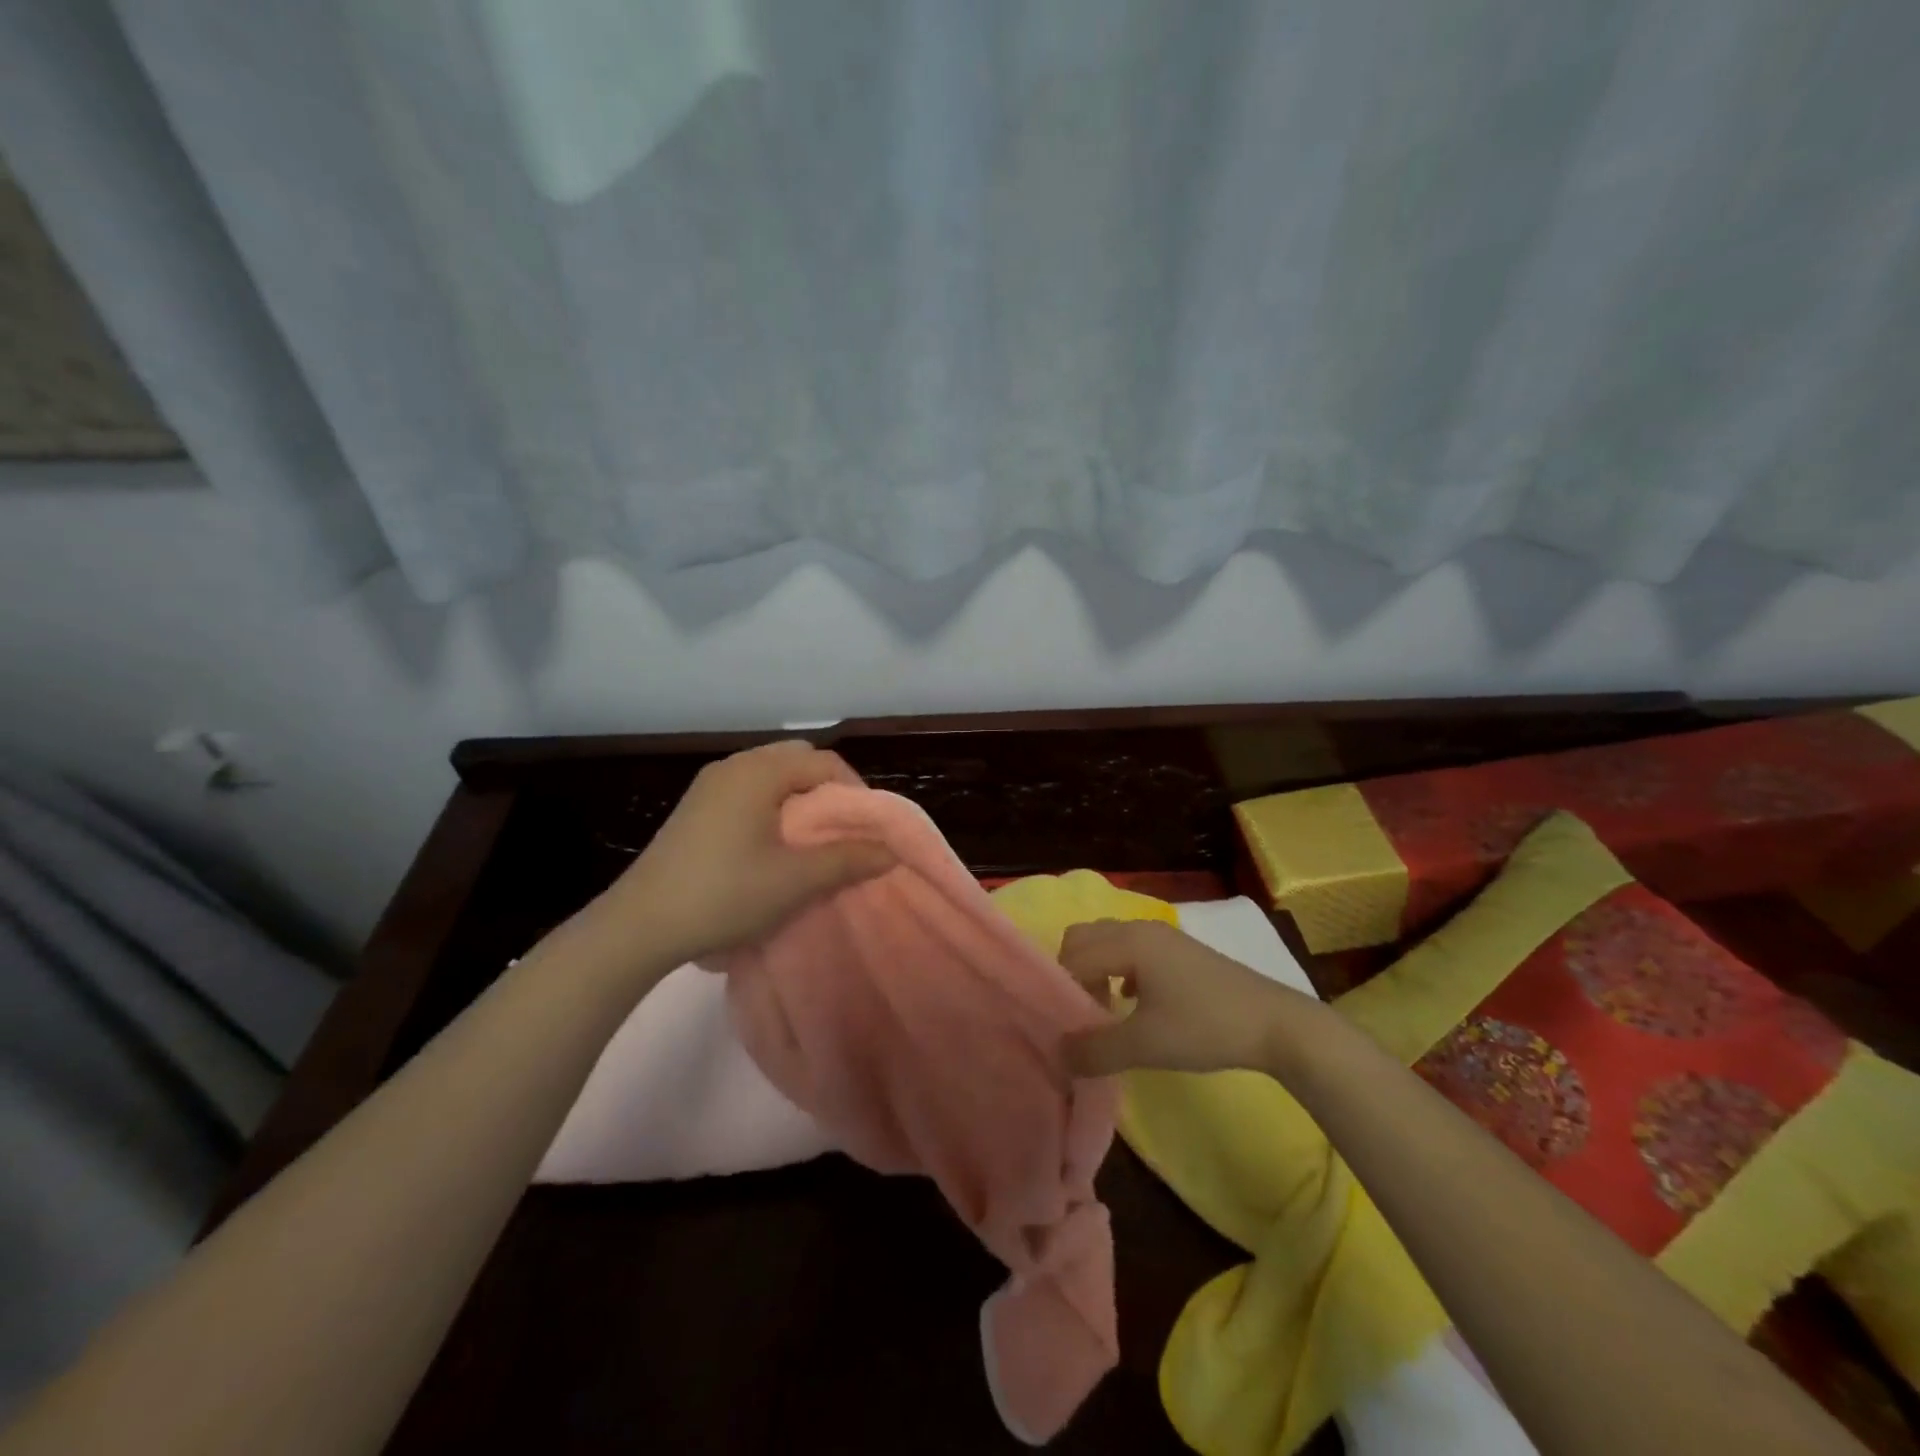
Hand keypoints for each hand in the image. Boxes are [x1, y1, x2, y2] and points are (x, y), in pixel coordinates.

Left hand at [606, 741, 894, 965]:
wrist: (639, 925)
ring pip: (771, 775)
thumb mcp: (795, 881)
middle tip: (840, 830)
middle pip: (797, 760)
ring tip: (810, 840)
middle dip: (827, 790)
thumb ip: (848, 860)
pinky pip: (747, 790)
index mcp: (759, 771)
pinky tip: (771, 845)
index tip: (865, 829)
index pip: (824, 761)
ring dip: (798, 799)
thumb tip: (890, 851)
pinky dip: (771, 806)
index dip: (855, 791)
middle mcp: (734, 766)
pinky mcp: (695, 808)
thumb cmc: (724, 895)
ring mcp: (709, 785)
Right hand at [1058, 919, 1319, 1076]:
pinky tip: (1133, 1004)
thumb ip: (1095, 1049)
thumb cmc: (1205, 1027)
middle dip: (1073, 972)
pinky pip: (1130, 950)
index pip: (1073, 956)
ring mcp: (1163, 936)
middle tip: (1081, 1013)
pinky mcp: (1179, 950)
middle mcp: (1140, 928)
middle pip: (1084, 938)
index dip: (1061, 990)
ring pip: (1108, 942)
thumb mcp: (1145, 1045)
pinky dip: (1118, 970)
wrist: (1276, 1024)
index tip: (1066, 1026)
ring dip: (1096, 971)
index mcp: (1128, 941)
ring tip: (1104, 1011)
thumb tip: (1057, 1054)